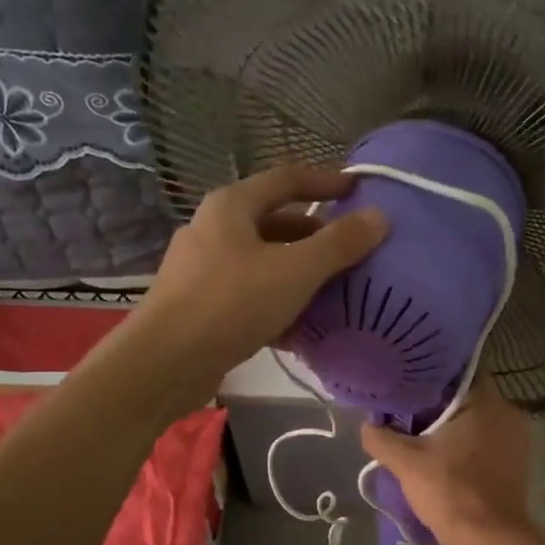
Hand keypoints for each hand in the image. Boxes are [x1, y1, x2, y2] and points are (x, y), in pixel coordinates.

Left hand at [122, 165, 387, 409]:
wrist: (164, 364)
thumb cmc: (232, 303)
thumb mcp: (295, 270)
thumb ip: (339, 243)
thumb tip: (380, 216)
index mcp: (231, 207)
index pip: (286, 180)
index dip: (325, 181)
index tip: (359, 190)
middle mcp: (213, 230)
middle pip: (275, 222)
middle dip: (315, 235)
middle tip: (351, 251)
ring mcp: (203, 269)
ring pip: (263, 262)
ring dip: (299, 272)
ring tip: (335, 290)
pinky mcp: (200, 306)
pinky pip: (250, 294)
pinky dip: (278, 302)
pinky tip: (302, 327)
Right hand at [360, 378, 533, 544]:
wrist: (490, 540)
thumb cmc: (451, 490)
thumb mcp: (406, 462)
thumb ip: (381, 437)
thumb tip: (368, 425)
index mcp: (486, 401)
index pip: (459, 372)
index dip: (431, 376)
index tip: (408, 384)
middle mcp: (508, 412)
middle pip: (467, 397)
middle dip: (438, 404)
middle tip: (408, 412)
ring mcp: (517, 439)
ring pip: (478, 421)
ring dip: (453, 427)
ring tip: (422, 436)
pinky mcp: (517, 463)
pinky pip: (487, 441)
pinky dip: (467, 445)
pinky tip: (444, 458)